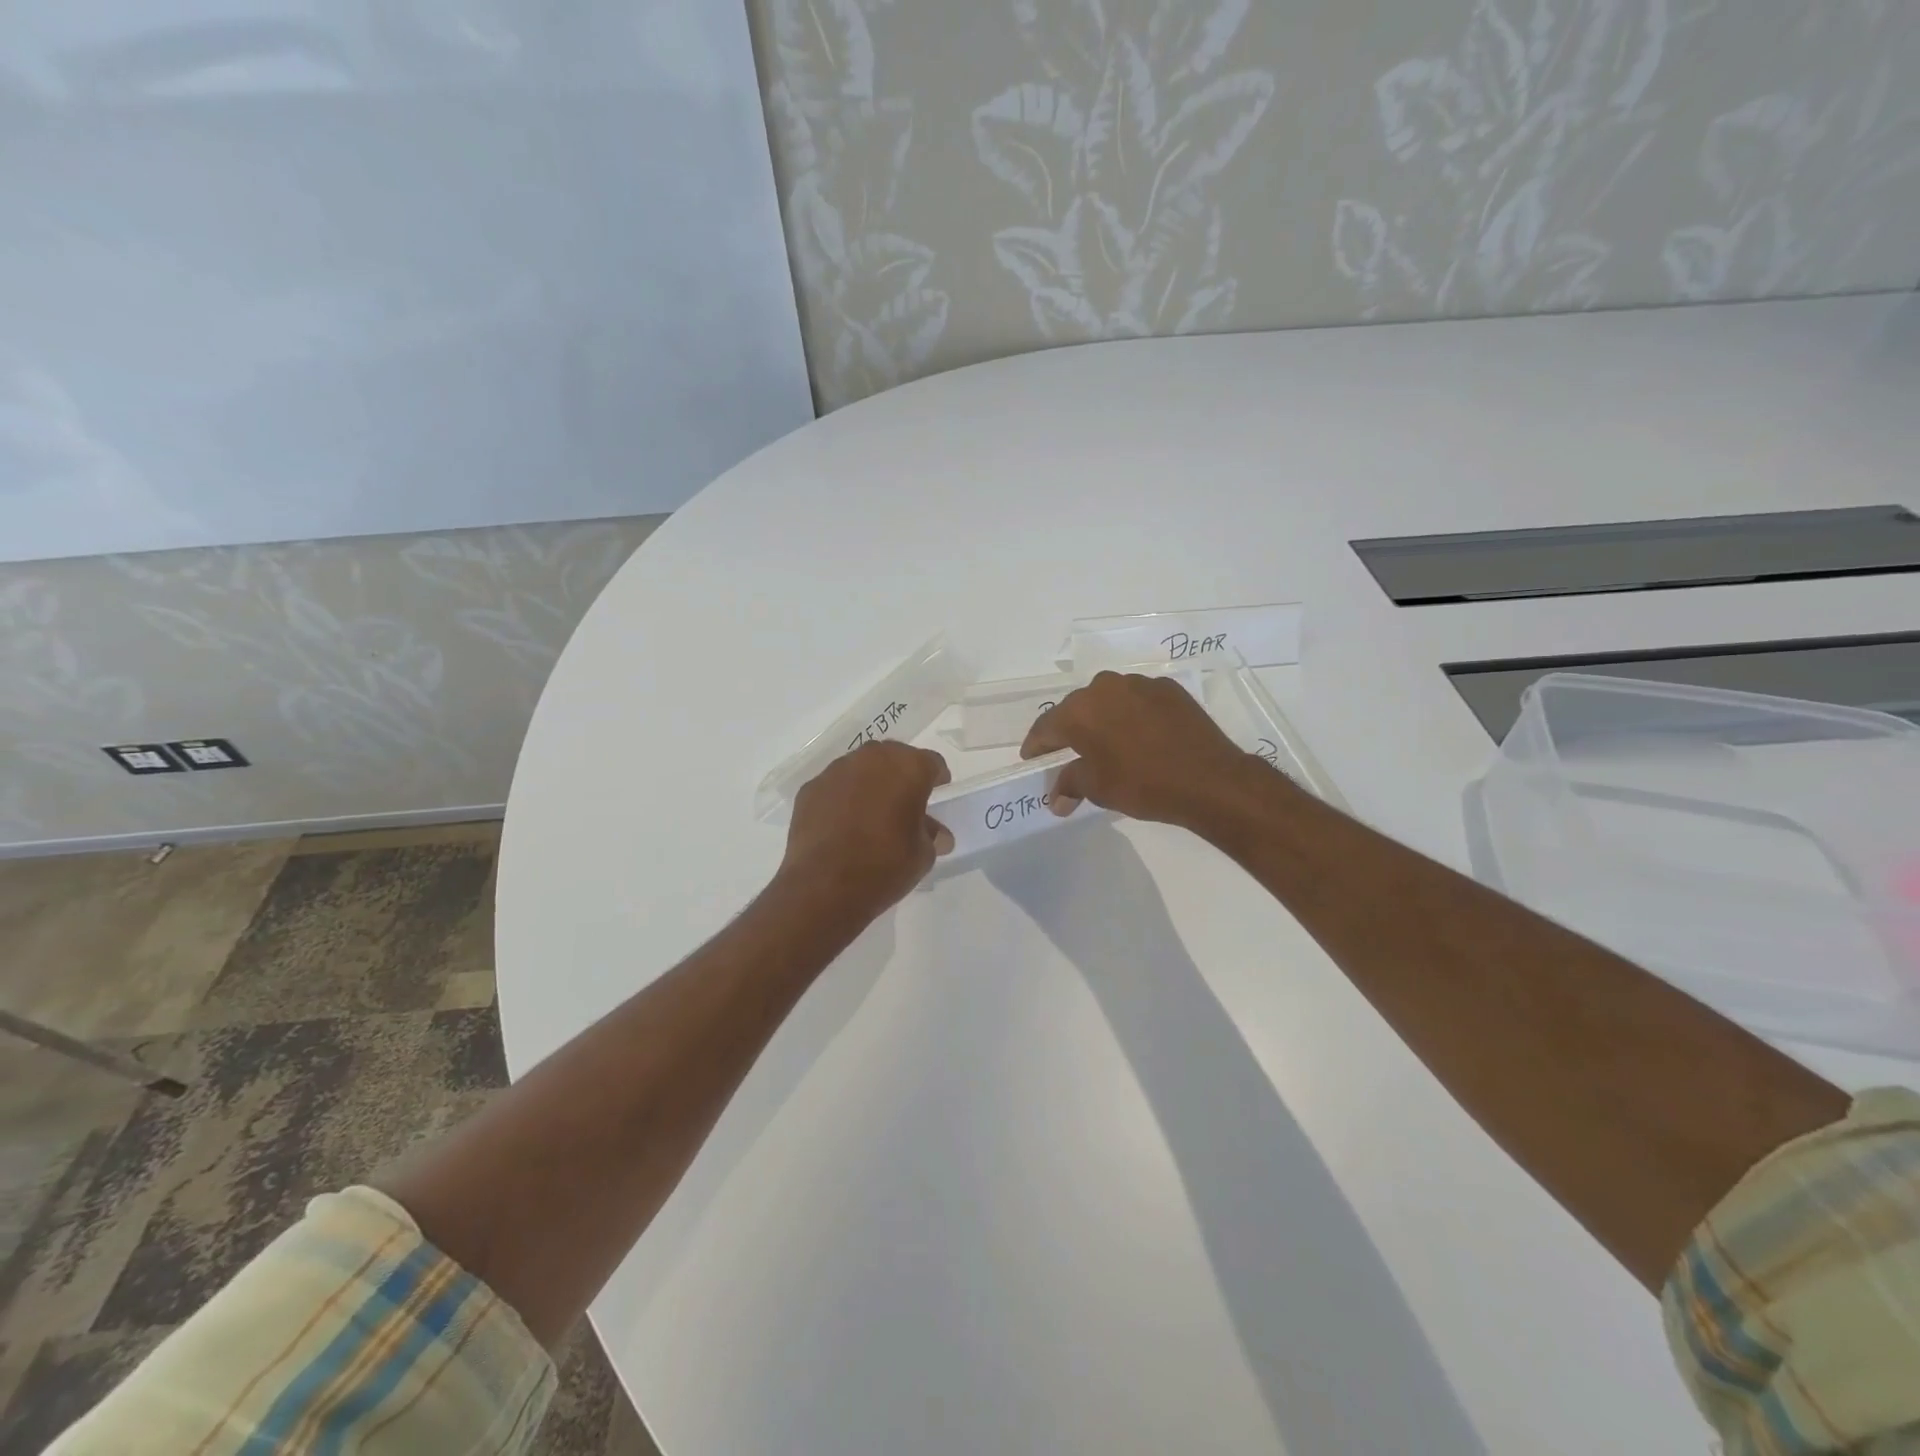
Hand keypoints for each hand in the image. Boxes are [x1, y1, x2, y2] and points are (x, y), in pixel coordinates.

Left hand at [780, 741, 953, 919]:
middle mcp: (872, 758)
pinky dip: (842, 798)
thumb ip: (931, 836)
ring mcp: (836, 771)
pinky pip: (835, 786)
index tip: (937, 796)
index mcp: (908, 768)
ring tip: (871, 814)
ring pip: (861, 768)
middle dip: (902, 776)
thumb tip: (937, 835)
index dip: (937, 779)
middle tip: (905, 803)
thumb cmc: (885, 866)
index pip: (931, 763)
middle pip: (894, 757)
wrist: (824, 886)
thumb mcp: (922, 855)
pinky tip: (843, 825)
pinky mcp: (810, 789)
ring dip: (870, 784)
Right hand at [1021, 672, 1260, 828]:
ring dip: (1102, 720)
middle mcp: (1105, 687)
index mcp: (1080, 710)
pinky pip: (1137, 701)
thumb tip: (1056, 800)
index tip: (1032, 761)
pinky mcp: (1168, 689)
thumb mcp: (1098, 788)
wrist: (1210, 779)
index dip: (1036, 747)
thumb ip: (1069, 785)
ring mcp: (1139, 684)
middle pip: (1076, 709)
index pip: (1045, 727)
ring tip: (1107, 745)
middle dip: (1069, 732)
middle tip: (1067, 755)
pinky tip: (1140, 738)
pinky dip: (1131, 717)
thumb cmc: (1142, 784)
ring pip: (1108, 701)